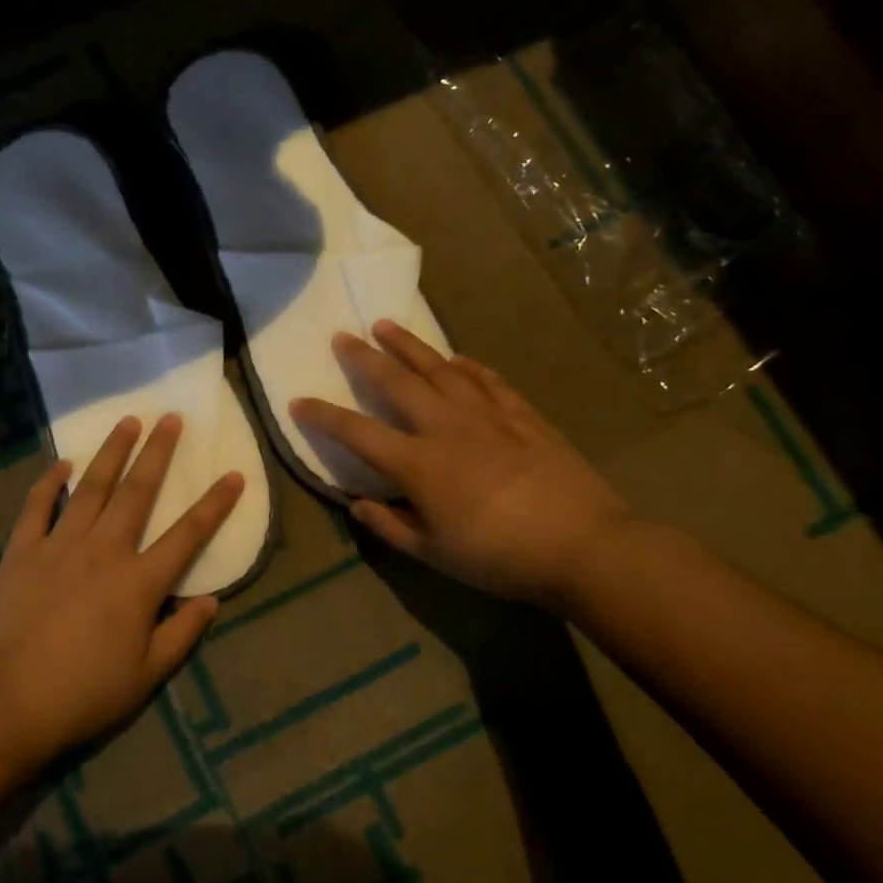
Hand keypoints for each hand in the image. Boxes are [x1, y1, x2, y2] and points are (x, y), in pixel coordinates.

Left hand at [0, 414, 243, 764]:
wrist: (11, 700)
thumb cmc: (86, 692)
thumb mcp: (147, 674)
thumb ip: (182, 633)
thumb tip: (212, 600)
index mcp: (139, 583)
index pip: (187, 534)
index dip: (214, 504)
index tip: (234, 474)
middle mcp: (104, 551)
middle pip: (137, 493)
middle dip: (158, 453)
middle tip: (172, 418)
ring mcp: (60, 545)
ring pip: (92, 488)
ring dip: (111, 453)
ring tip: (128, 421)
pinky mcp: (23, 551)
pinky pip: (37, 506)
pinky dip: (49, 482)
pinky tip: (62, 463)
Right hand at [291, 320, 631, 609]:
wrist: (584, 546)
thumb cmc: (499, 557)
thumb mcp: (435, 553)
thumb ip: (390, 526)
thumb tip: (356, 505)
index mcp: (418, 463)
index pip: (357, 432)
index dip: (323, 416)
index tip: (298, 401)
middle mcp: (445, 427)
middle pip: (396, 382)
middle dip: (364, 357)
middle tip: (343, 336)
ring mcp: (487, 414)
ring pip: (440, 368)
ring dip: (410, 345)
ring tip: (387, 325)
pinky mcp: (522, 414)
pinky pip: (487, 379)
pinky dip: (467, 365)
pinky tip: (457, 357)